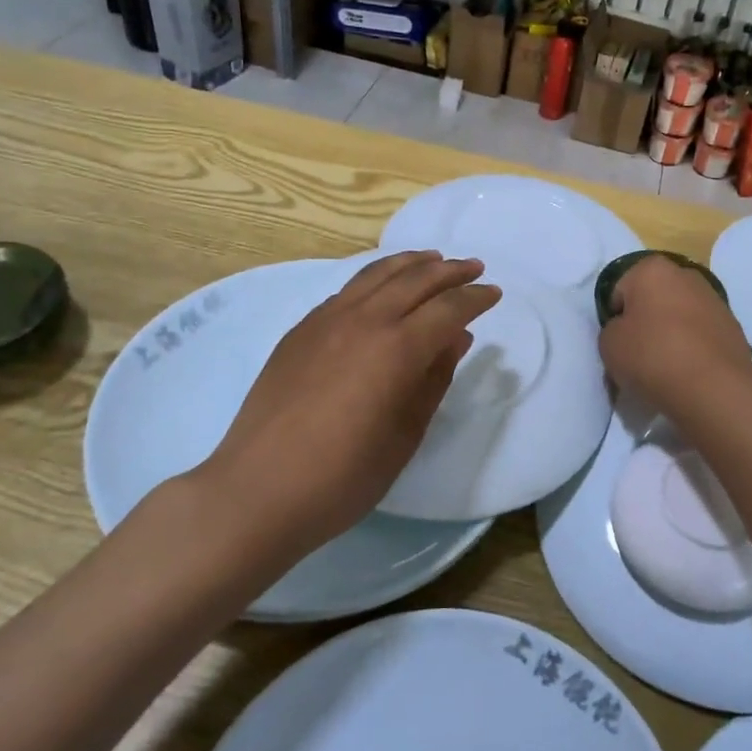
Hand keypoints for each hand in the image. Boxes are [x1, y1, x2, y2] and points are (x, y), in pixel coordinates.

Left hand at [192, 251, 499, 555]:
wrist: (257, 491)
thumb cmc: (343, 476)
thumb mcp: (405, 435)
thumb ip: (434, 380)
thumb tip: (456, 339)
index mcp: (396, 349)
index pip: (447, 309)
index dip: (475, 298)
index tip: (494, 293)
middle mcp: (363, 321)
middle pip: (415, 279)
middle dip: (449, 270)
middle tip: (473, 266)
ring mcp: (325, 321)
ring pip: (376, 274)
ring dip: (411, 263)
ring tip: (432, 259)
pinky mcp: (299, 331)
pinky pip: (347, 290)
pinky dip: (375, 279)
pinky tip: (381, 289)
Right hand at [599, 254, 751, 422]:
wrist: (714, 387)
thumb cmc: (652, 356)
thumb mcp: (609, 344)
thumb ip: (612, 330)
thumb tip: (628, 331)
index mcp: (651, 269)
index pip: (620, 291)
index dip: (615, 319)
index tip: (618, 343)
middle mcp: (685, 274)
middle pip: (653, 299)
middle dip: (645, 321)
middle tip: (639, 354)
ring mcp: (714, 299)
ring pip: (679, 315)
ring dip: (670, 333)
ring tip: (665, 367)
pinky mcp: (733, 325)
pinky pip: (700, 334)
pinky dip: (692, 347)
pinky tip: (688, 371)